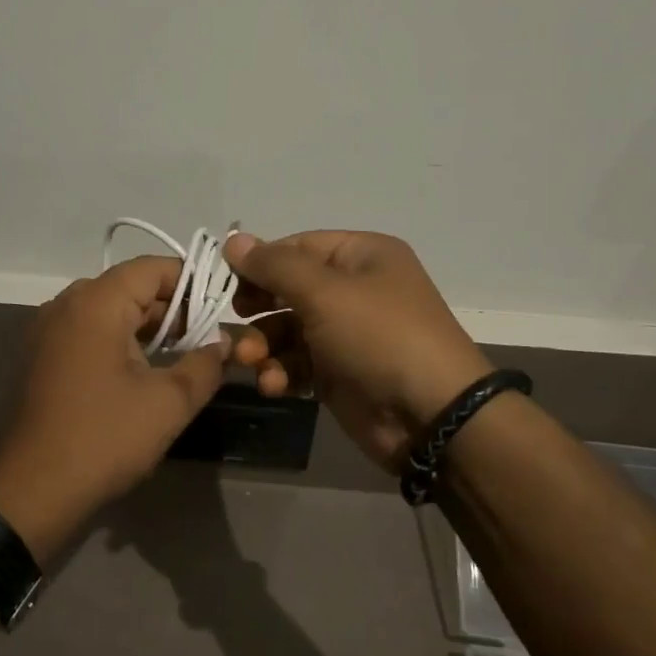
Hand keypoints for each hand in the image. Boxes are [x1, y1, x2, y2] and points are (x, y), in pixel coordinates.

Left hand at [0, 256, 230, 559]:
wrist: (33, 490)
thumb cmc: (104, 438)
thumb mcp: (169, 403)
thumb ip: (205, 364)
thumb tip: (223, 342)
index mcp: (96, 302)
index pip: (153, 268)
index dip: (192, 282)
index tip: (221, 309)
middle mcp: (67, 303)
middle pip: (130, 286)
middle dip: (173, 308)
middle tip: (208, 338)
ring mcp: (49, 328)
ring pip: (110, 309)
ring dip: (147, 326)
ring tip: (182, 355)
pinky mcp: (42, 354)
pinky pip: (89, 330)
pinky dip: (120, 339)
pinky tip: (143, 370)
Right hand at [225, 231, 491, 473]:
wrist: (431, 415)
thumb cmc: (379, 335)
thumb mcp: (324, 292)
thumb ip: (273, 266)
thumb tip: (232, 240)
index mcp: (361, 256)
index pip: (297, 246)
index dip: (260, 261)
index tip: (224, 279)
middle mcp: (354, 290)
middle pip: (288, 289)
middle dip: (257, 307)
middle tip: (235, 319)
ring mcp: (346, 334)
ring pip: (288, 329)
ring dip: (263, 345)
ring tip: (247, 361)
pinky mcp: (339, 373)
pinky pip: (298, 363)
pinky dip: (281, 372)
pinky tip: (272, 384)